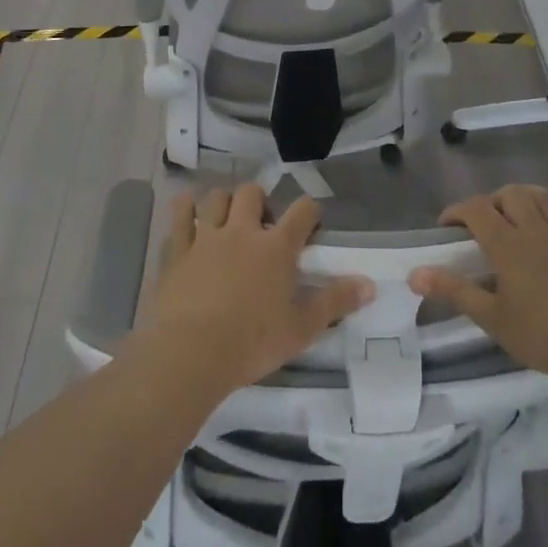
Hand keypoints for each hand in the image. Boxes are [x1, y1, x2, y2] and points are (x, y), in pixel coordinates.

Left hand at [134, 185, 371, 401]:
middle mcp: (242, 231)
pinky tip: (187, 210)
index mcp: (277, 247)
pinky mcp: (178, 250)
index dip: (310, 211)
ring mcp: (207, 237)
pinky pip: (180, 216)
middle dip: (260, 200)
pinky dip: (185, 208)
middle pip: (252, 192)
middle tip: (262, 224)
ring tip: (228, 219)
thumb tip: (370, 284)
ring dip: (224, 202)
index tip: (311, 223)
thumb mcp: (302, 329)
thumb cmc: (252, 343)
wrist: (191, 354)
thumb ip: (336, 302)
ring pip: (216, 197)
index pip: (302, 211)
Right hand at [410, 186, 547, 385]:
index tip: (446, 228)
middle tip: (483, 227)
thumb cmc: (546, 334)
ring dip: (521, 198)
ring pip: (539, 195)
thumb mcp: (493, 319)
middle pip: (509, 193)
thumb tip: (414, 274)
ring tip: (513, 219)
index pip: (476, 208)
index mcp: (508, 244)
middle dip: (490, 202)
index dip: (456, 211)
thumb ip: (455, 292)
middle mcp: (535, 228)